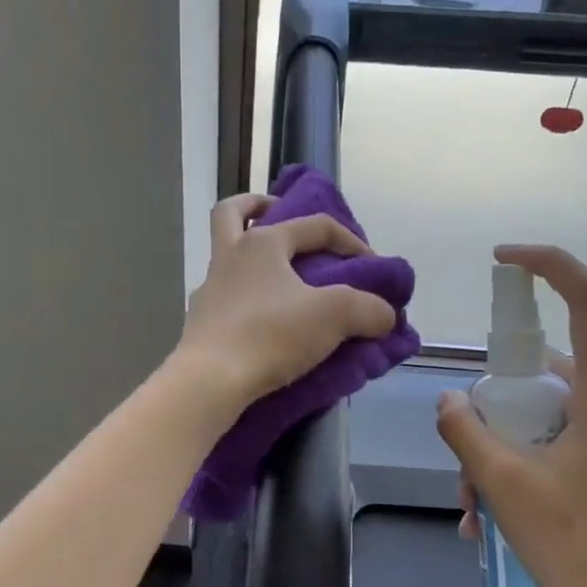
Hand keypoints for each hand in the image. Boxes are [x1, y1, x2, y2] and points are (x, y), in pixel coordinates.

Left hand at [173, 192, 396, 414]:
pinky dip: (245, 299)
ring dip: (251, 257)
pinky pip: (225, 297)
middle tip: (280, 215)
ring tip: (281, 280)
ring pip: (227, 257)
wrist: (211, 380)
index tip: (375, 267)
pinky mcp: (201, 323)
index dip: (352, 241)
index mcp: (262, 243)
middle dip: (257, 206)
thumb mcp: (334, 316)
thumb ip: (368, 309)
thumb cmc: (271, 335)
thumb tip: (385, 315)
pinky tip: (264, 320)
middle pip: (233, 213)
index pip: (315, 225)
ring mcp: (210, 290)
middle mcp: (230, 257)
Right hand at [435, 245, 586, 586]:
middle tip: (467, 465)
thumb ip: (466, 431)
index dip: (550, 265)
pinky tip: (494, 515)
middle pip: (545, 373)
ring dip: (500, 449)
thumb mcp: (503, 484)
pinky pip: (556, 441)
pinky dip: (521, 464)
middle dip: (494, 410)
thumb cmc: (574, 544)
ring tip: (476, 507)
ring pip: (544, 414)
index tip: (504, 259)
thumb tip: (449, 400)